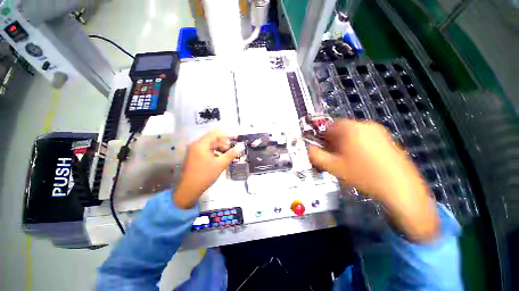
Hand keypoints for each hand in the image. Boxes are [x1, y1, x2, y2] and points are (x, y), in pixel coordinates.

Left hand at [173, 130, 244, 208]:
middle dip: (224, 143)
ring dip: (220, 148)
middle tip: (232, 150)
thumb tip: (241, 146)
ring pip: (210, 144)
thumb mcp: (221, 164)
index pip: (216, 133)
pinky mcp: (194, 155)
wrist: (189, 189)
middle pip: (213, 138)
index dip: (227, 134)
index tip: (236, 137)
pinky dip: (214, 151)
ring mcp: (194, 150)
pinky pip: (206, 149)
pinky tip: (220, 158)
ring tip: (227, 155)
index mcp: (201, 144)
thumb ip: (231, 154)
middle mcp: (196, 144)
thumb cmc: (205, 175)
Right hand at [307, 119, 438, 241]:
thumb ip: (315, 156)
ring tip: (346, 159)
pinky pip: (364, 137)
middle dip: (332, 141)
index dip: (321, 137)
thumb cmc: (363, 175)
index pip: (328, 126)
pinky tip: (360, 160)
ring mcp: (378, 131)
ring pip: (352, 134)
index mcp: (350, 128)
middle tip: (332, 155)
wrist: (400, 188)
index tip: (321, 148)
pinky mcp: (387, 139)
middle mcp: (364, 125)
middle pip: (340, 129)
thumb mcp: (333, 167)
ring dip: (344, 143)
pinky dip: (357, 145)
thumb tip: (308, 149)